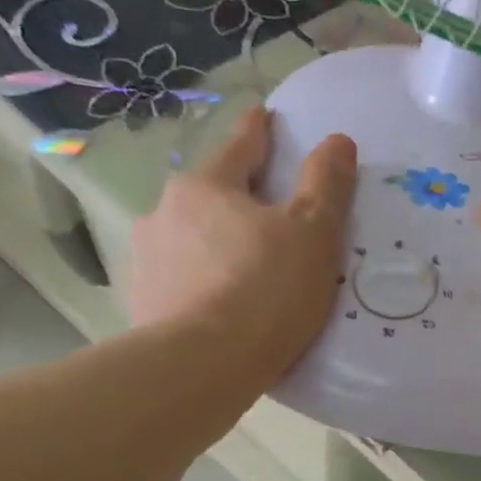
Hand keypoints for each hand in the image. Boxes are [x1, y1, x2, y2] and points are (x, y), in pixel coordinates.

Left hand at [128, 107, 355, 383]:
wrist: (202, 365)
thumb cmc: (266, 288)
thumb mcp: (313, 232)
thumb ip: (326, 184)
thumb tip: (338, 140)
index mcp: (206, 187)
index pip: (239, 146)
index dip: (259, 130)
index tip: (265, 115)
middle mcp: (164, 212)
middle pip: (211, 193)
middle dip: (237, 195)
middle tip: (268, 209)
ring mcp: (147, 258)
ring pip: (191, 236)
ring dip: (215, 239)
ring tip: (244, 264)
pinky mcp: (143, 301)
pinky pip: (182, 277)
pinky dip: (202, 278)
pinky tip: (221, 301)